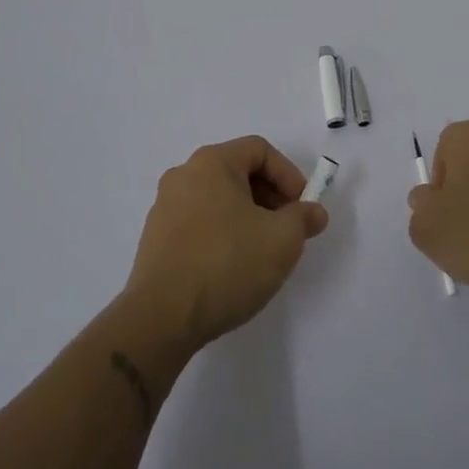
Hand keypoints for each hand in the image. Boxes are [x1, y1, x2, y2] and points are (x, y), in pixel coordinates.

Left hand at [124, 136, 329, 351]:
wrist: (161, 318)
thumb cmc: (227, 264)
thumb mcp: (282, 239)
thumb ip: (304, 218)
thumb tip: (313, 212)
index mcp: (211, 163)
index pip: (259, 150)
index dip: (289, 174)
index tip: (302, 207)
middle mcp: (183, 176)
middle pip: (238, 172)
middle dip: (270, 197)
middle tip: (288, 229)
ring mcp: (165, 208)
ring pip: (218, 199)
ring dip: (248, 217)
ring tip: (263, 251)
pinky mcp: (156, 240)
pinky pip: (199, 223)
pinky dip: (223, 233)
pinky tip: (233, 267)